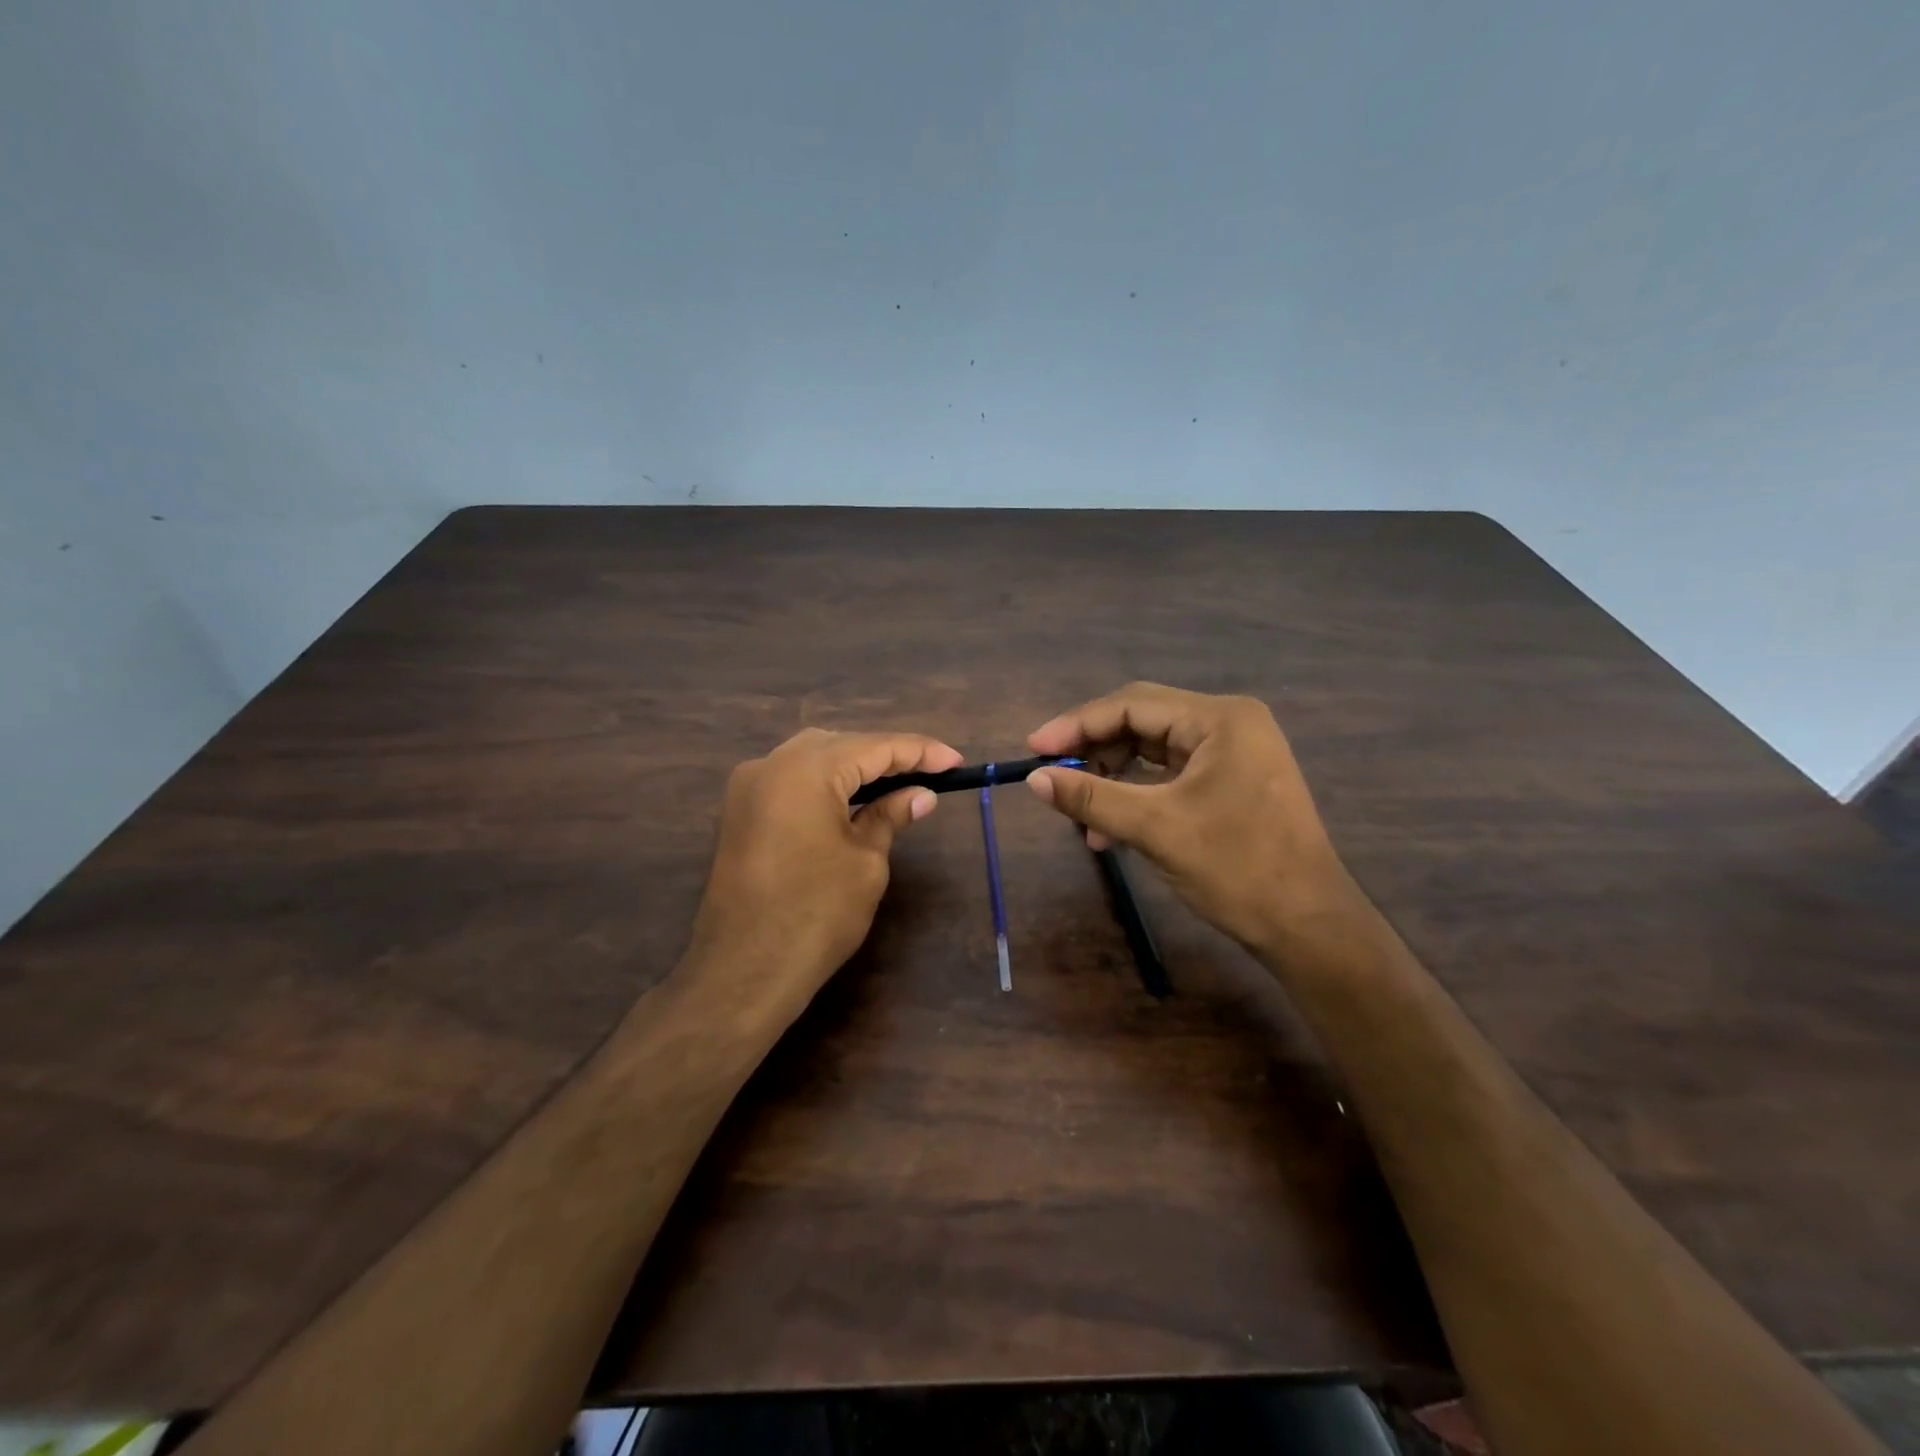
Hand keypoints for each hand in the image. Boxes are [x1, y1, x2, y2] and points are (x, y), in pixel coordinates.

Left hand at [688, 728, 961, 1005]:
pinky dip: (826, 782)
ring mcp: (748, 787)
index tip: (956, 761)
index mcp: (806, 770)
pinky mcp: (740, 811)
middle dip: (887, 755)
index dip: (920, 752)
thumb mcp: (866, 862)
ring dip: (855, 766)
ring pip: (813, 757)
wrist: (744, 972)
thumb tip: (921, 794)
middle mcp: (771, 764)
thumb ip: (890, 816)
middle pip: (841, 744)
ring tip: (899, 781)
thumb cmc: (816, 915)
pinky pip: (791, 779)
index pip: (875, 747)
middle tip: (931, 772)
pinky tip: (853, 797)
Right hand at [1026, 683, 1358, 953]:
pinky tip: (1109, 831)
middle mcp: (1228, 724)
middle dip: (1094, 751)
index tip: (1033, 748)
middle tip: (1051, 776)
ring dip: (1112, 779)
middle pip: (1142, 723)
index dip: (1077, 725)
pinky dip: (1137, 796)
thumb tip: (1034, 779)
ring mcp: (1233, 753)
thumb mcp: (1155, 828)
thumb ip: (1091, 797)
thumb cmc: (1238, 868)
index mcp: (1220, 719)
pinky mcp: (1231, 782)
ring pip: (1152, 752)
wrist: (1309, 927)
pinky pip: (1169, 776)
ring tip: (1079, 816)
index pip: (1132, 705)